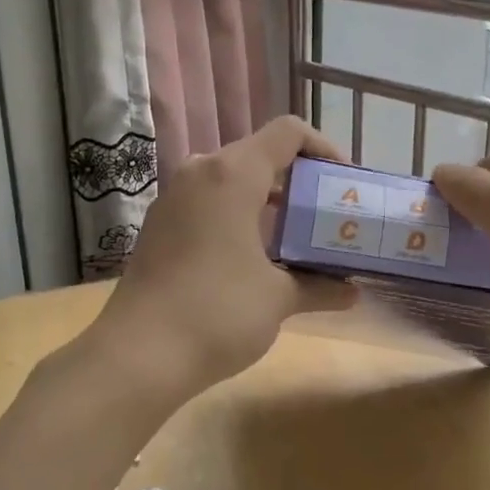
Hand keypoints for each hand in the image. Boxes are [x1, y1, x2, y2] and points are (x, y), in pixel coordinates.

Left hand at [91, 117, 355, 395]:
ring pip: (232, 180)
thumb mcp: (279, 298)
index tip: (342, 182)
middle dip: (298, 179)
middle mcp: (200, 173)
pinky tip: (256, 255)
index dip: (323, 148)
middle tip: (325, 212)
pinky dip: (239, 214)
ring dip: (268, 199)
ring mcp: (174, 199)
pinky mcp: (160, 226)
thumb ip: (319, 286)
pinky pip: (209, 202)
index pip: (288, 133)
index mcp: (233, 175)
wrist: (137, 356)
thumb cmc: (217, 313)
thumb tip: (352, 293)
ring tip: (297, 235)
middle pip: (259, 154)